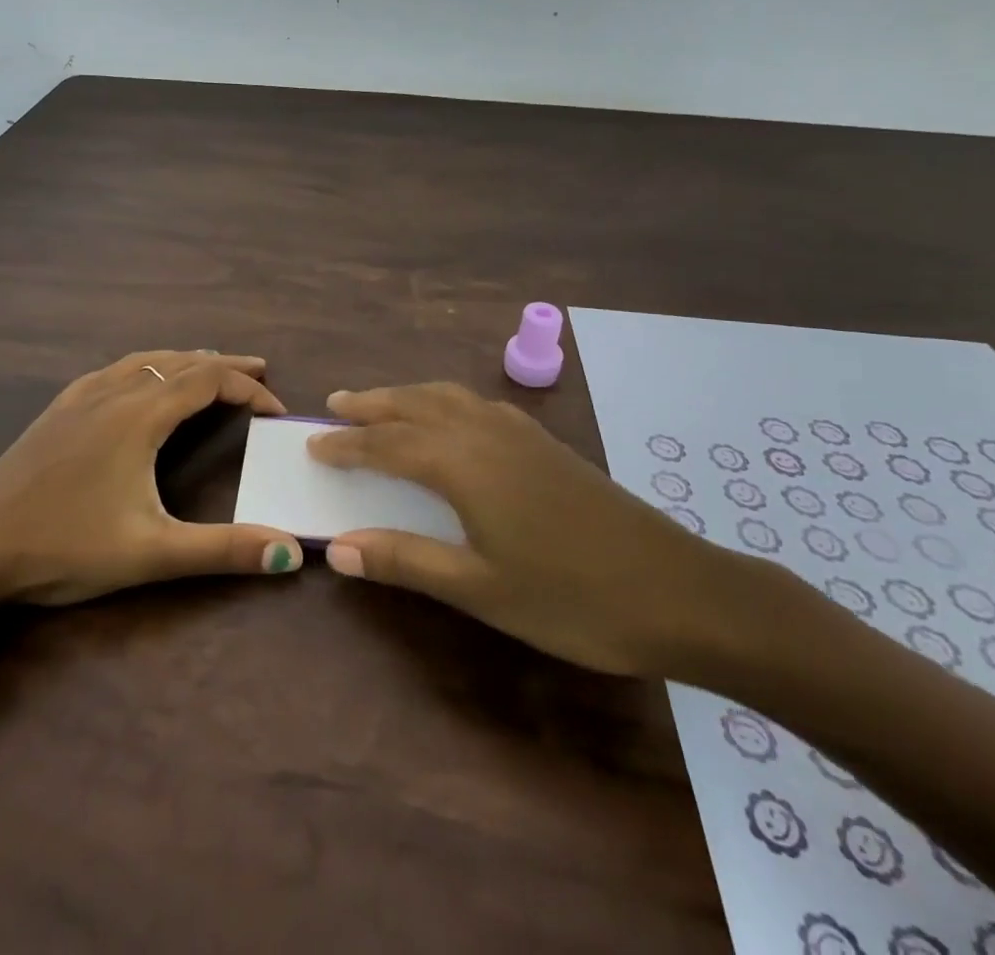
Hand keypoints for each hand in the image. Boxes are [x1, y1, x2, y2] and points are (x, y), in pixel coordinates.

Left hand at [0, 350, 304, 605]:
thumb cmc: (65, 547)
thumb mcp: (152, 553)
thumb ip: (223, 550)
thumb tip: (290, 551)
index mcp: (141, 416)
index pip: (209, 381)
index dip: (249, 388)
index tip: (275, 410)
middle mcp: (114, 393)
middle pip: (181, 362)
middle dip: (225, 365)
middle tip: (260, 369)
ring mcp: (80, 398)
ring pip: (145, 360)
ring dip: (185, 359)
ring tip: (209, 365)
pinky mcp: (56, 410)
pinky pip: (113, 370)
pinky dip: (145, 365)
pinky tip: (136, 379)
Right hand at [308, 383, 754, 677]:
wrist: (682, 592)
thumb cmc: (573, 599)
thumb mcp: (481, 589)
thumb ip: (406, 561)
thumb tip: (337, 549)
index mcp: (464, 464)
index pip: (387, 444)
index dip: (346, 445)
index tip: (312, 444)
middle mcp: (487, 433)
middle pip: (415, 405)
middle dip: (372, 403)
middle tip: (335, 404)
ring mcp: (521, 434)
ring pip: (450, 397)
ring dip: (408, 396)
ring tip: (382, 404)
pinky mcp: (547, 444)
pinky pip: (479, 404)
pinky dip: (447, 401)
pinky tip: (452, 419)